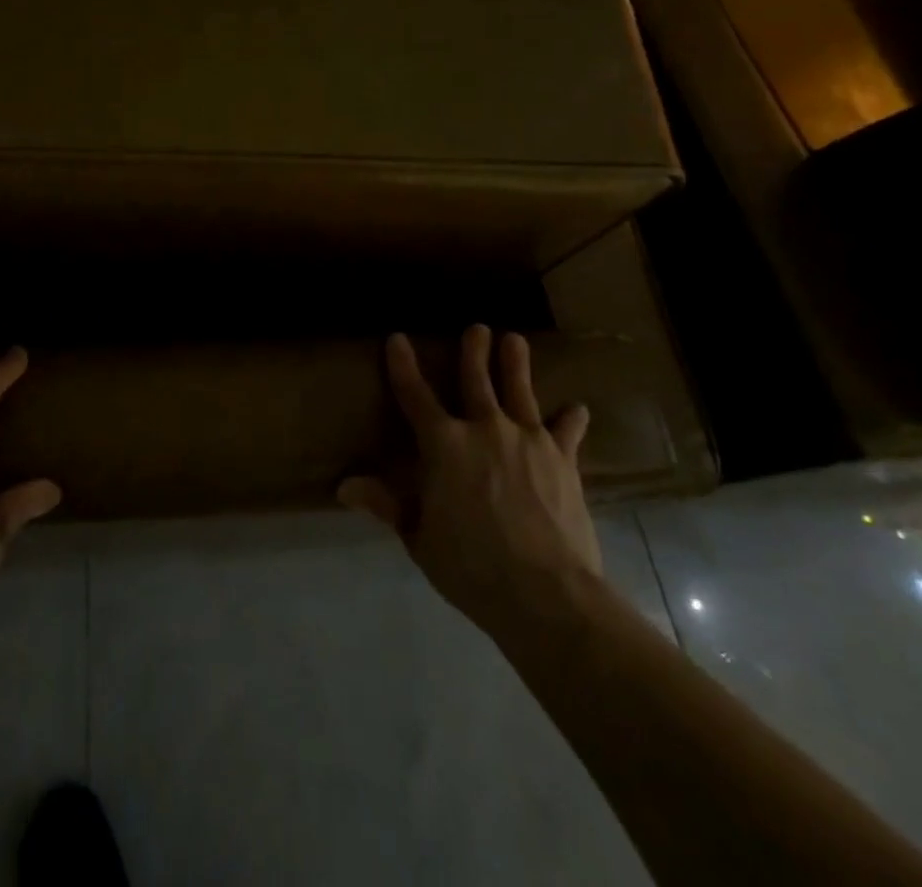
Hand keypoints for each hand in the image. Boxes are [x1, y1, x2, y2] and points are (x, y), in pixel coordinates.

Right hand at [339, 326, 601, 639]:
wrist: (546, 593)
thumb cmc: (471, 567)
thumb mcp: (419, 537)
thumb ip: (387, 504)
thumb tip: (344, 486)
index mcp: (443, 445)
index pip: (414, 395)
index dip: (403, 366)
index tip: (398, 339)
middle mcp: (484, 429)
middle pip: (476, 380)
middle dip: (473, 351)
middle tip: (477, 328)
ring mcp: (528, 440)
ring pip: (520, 391)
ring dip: (516, 364)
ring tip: (515, 340)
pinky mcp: (563, 460)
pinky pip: (566, 431)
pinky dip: (570, 419)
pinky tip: (577, 408)